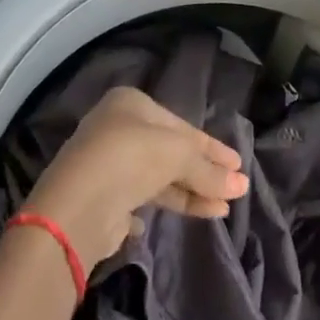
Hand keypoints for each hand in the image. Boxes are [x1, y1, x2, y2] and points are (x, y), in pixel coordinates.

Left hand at [21, 86, 249, 273]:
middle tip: (235, 190)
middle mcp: (117, 128)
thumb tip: (241, 185)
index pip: (181, 125)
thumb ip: (208, 170)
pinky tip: (181, 217)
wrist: (77, 207)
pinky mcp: (103, 199)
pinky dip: (163, 206)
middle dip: (203, 173)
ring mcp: (108, 164)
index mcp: (131, 103)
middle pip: (170, 151)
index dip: (212, 146)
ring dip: (191, 193)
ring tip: (222, 209)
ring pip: (159, 177)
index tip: (238, 164)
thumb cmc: (130, 158)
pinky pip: (142, 199)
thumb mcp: (178, 155)